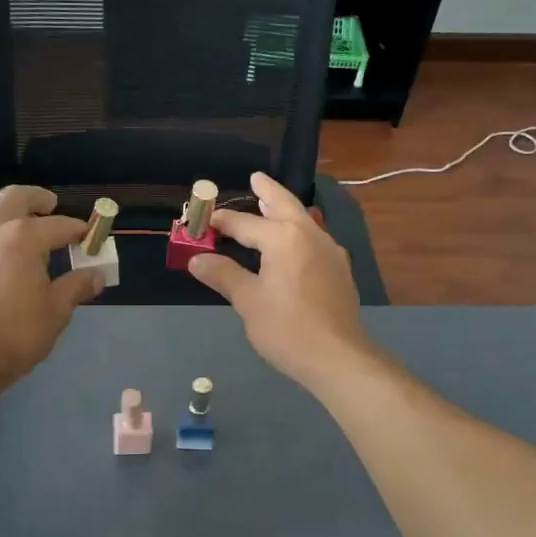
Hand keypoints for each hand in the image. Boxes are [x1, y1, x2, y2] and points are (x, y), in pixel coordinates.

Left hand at [0, 186, 105, 392]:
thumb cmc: (15, 334)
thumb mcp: (56, 312)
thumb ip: (76, 288)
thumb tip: (96, 275)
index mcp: (23, 238)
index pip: (59, 225)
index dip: (78, 229)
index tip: (90, 237)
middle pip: (15, 197)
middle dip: (37, 198)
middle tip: (50, 205)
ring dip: (5, 211)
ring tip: (17, 224)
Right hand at [187, 171, 369, 391]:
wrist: (338, 358)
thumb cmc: (287, 328)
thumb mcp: (248, 301)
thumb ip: (223, 275)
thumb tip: (197, 259)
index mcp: (283, 238)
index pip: (244, 223)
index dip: (221, 222)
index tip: (203, 220)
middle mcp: (310, 235)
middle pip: (285, 205)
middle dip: (268, 191)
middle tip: (256, 178)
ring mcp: (329, 251)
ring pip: (303, 220)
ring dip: (285, 210)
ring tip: (270, 206)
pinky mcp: (339, 270)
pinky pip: (313, 239)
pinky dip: (297, 231)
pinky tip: (292, 244)